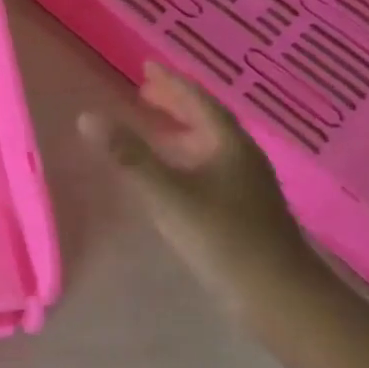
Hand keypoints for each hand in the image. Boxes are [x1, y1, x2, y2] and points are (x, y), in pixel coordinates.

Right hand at [79, 62, 327, 318]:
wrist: (281, 300)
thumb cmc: (225, 238)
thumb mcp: (169, 195)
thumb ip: (129, 156)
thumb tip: (87, 116)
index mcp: (229, 144)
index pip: (198, 100)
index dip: (171, 82)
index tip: (146, 67)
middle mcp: (241, 158)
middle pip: (205, 120)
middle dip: (174, 104)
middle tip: (143, 92)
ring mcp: (245, 186)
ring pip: (208, 146)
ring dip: (179, 132)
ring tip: (152, 127)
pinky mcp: (243, 212)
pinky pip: (208, 169)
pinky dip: (184, 159)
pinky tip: (171, 176)